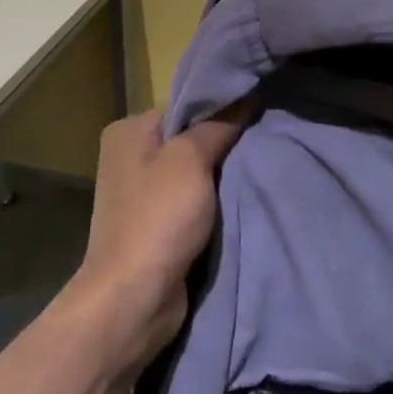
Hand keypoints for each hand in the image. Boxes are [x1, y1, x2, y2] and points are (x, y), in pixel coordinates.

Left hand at [57, 106, 249, 366]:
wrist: (134, 296)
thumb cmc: (158, 218)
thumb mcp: (191, 160)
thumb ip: (218, 126)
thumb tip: (245, 97)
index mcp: (127, 131)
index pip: (183, 106)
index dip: (219, 110)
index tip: (257, 114)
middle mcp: (129, 157)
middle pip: (188, 139)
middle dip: (224, 144)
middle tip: (265, 143)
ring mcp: (140, 194)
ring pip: (193, 173)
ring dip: (221, 177)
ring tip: (259, 170)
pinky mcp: (153, 225)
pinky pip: (191, 203)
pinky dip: (212, 204)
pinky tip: (240, 201)